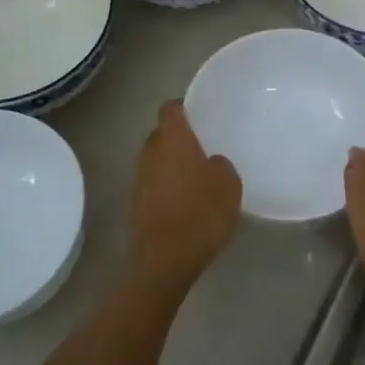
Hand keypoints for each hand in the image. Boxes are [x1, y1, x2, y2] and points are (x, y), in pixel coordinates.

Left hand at [129, 101, 241, 283]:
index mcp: (173, 139)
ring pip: (156, 160)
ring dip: (171, 164)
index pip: (171, 109)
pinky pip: (153, 183)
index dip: (184, 107)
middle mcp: (150, 152)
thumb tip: (211, 163)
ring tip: (195, 177)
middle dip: (178, 138)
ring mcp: (139, 178)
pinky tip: (185, 201)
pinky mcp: (136, 203)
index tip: (199, 114)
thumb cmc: (202, 211)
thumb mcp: (229, 184)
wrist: (166, 257)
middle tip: (202, 148)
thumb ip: (221, 165)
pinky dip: (166, 186)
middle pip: (161, 134)